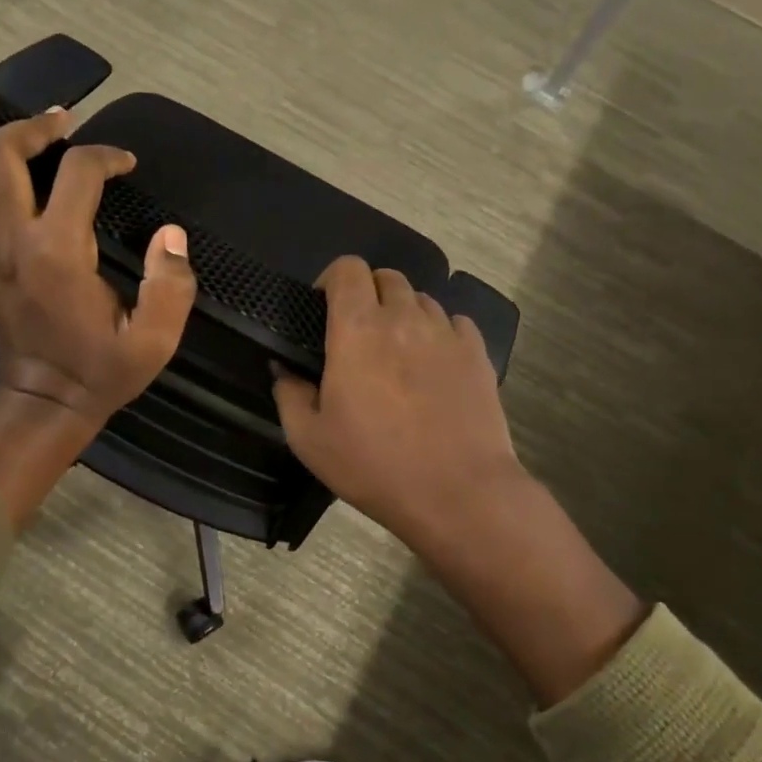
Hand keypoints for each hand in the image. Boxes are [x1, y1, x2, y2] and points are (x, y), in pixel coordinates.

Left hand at [0, 70, 195, 428]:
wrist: (44, 402)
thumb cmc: (101, 371)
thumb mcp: (154, 340)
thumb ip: (172, 285)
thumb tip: (171, 234)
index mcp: (59, 252)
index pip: (78, 173)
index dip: (106, 156)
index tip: (127, 164)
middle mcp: (11, 238)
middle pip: (2, 154)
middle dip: (33, 126)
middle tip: (62, 119)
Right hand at [274, 257, 524, 564]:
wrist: (457, 493)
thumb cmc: (374, 465)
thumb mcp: (309, 440)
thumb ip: (289, 394)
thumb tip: (283, 368)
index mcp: (358, 330)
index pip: (348, 269)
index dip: (333, 278)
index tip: (324, 307)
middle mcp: (404, 318)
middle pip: (387, 277)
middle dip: (369, 293)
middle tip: (359, 332)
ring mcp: (446, 333)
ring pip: (422, 299)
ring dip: (404, 314)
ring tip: (398, 352)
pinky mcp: (478, 353)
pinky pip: (455, 323)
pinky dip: (440, 333)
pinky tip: (434, 364)